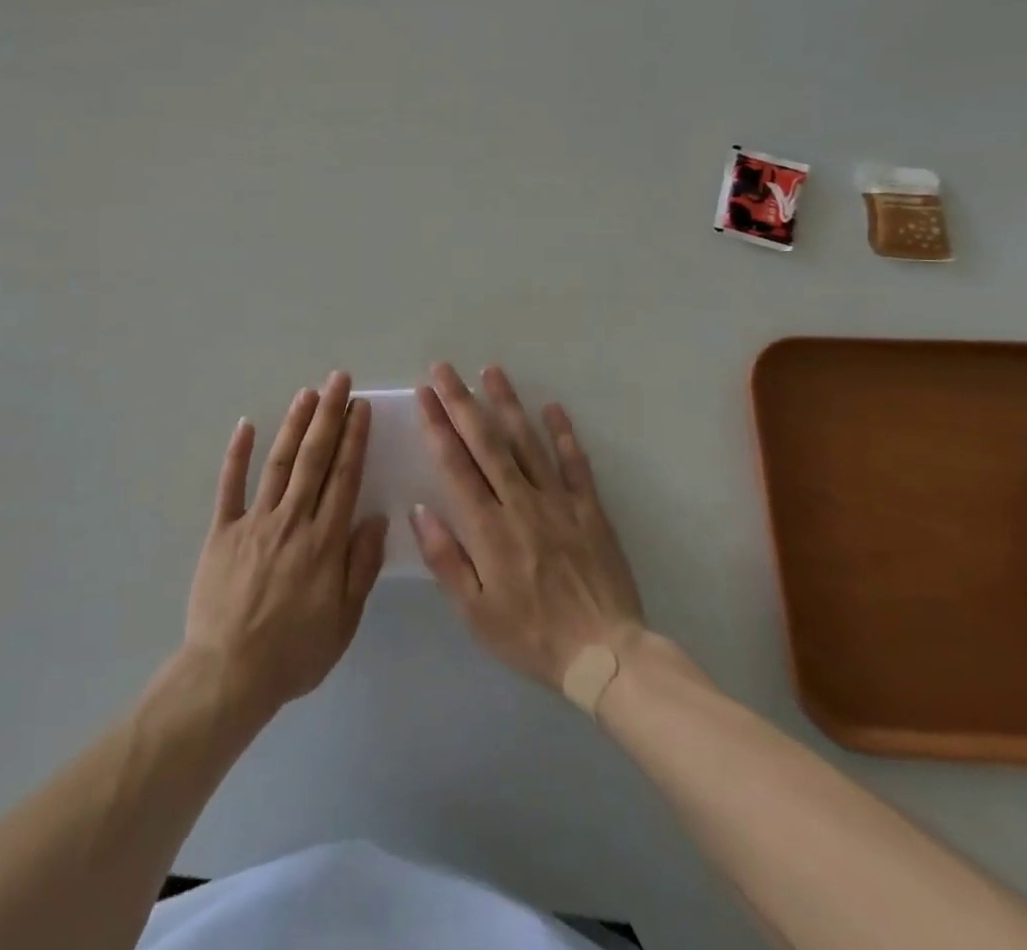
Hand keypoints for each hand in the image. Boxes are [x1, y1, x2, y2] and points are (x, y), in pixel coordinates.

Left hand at [182, 372, 388, 719]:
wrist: (230, 672)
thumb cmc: (294, 652)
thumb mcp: (344, 620)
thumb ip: (361, 567)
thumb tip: (375, 518)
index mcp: (324, 543)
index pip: (344, 478)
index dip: (353, 439)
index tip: (360, 408)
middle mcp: (291, 521)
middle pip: (314, 459)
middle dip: (328, 415)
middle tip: (338, 380)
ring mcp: (254, 521)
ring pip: (278, 462)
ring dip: (294, 425)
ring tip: (307, 393)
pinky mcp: (222, 529)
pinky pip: (229, 485)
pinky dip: (237, 453)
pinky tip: (246, 425)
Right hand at [410, 363, 644, 692]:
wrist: (607, 658)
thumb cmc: (531, 636)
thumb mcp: (475, 612)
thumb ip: (445, 559)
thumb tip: (419, 510)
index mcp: (488, 528)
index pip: (455, 464)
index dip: (437, 425)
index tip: (423, 393)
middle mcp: (520, 504)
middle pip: (486, 442)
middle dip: (462, 401)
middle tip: (444, 368)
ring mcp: (559, 503)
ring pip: (528, 442)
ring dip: (507, 404)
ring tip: (490, 371)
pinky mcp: (590, 511)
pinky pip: (576, 465)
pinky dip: (565, 435)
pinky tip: (553, 408)